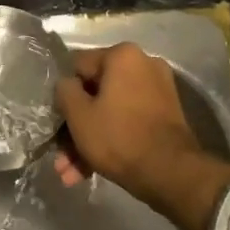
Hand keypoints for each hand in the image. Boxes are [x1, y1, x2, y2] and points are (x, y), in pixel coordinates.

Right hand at [54, 43, 229, 229]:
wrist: (172, 174)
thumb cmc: (119, 137)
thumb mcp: (79, 115)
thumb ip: (64, 91)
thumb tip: (67, 84)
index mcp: (122, 55)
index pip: (79, 67)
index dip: (65, 95)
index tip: (57, 121)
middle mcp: (143, 64)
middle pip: (96, 93)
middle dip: (77, 126)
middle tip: (61, 155)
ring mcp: (157, 90)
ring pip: (112, 111)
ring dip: (90, 139)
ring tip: (70, 174)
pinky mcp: (166, 114)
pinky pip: (129, 120)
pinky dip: (112, 139)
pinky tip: (89, 172)